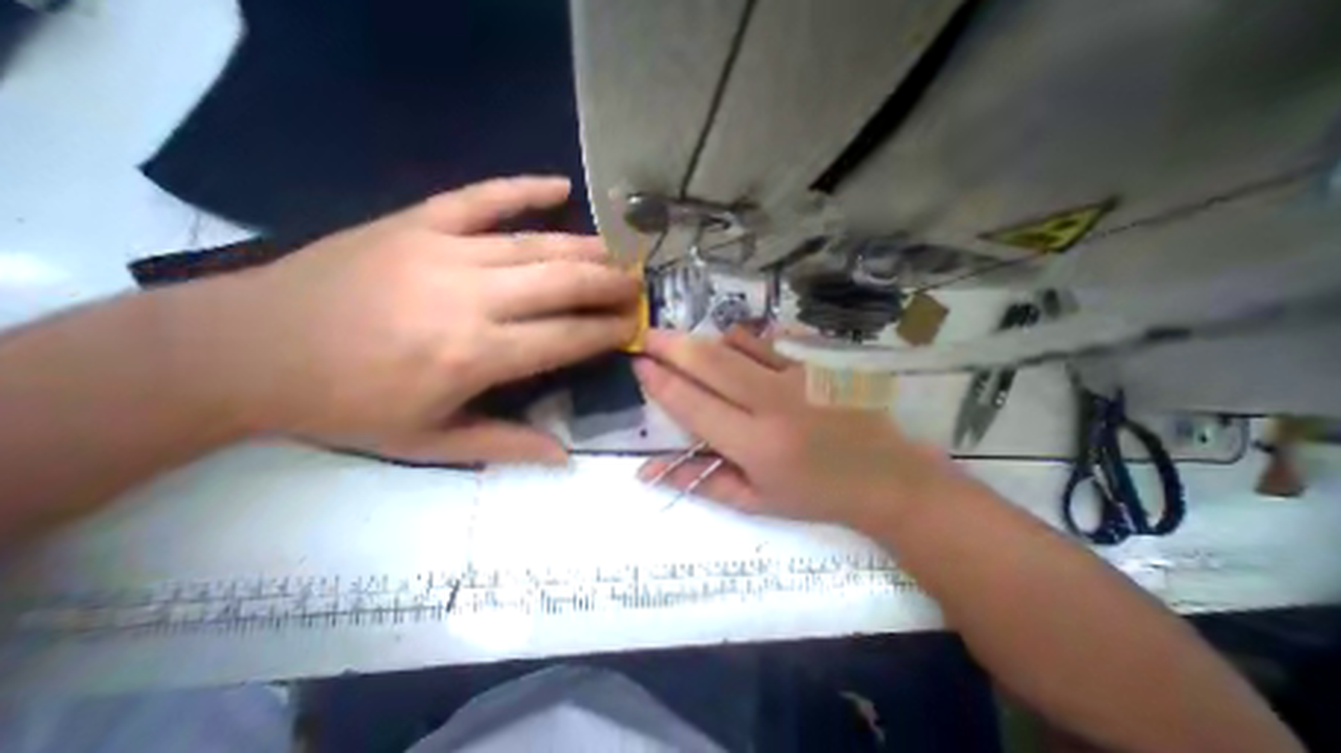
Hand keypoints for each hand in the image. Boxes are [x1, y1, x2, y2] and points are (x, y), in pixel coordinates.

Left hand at [188, 175, 642, 465]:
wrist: (243, 351)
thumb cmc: (348, 405)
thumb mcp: (431, 442)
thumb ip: (508, 445)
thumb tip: (567, 457)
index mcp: (475, 356)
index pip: (568, 337)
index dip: (609, 331)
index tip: (636, 326)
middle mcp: (470, 298)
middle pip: (564, 282)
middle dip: (611, 283)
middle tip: (637, 286)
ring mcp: (442, 251)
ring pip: (536, 243)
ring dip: (587, 248)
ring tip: (617, 254)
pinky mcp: (415, 222)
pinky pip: (481, 197)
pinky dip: (523, 188)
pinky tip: (560, 185)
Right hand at [634, 327, 957, 528]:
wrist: (886, 478)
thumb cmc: (814, 496)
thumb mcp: (754, 501)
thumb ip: (699, 481)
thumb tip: (646, 472)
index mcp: (755, 445)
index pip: (692, 404)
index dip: (659, 381)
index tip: (638, 364)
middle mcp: (773, 403)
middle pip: (709, 361)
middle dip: (671, 344)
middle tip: (647, 335)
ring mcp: (798, 376)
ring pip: (736, 344)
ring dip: (703, 340)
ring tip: (684, 344)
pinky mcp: (816, 362)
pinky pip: (767, 341)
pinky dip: (741, 340)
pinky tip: (732, 347)